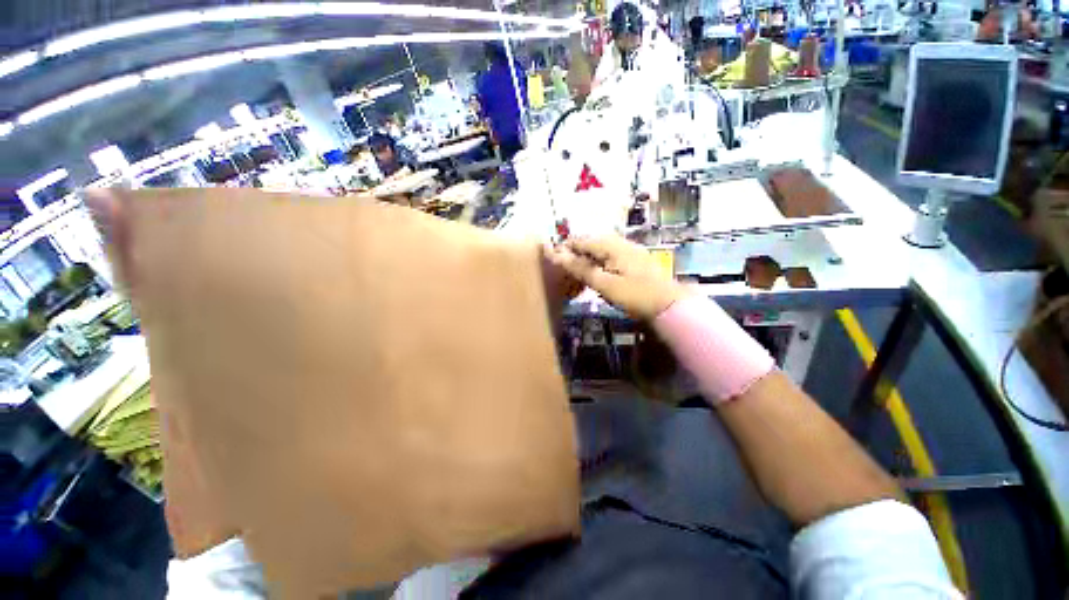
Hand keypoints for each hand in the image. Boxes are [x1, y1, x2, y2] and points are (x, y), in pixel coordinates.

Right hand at [542, 235, 688, 320]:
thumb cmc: (635, 295)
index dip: (564, 249)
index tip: (552, 262)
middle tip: (564, 272)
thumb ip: (581, 268)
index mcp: (611, 245)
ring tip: (576, 276)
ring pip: (600, 251)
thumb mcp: (605, 284)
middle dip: (575, 255)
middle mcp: (619, 242)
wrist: (670, 305)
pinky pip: (609, 257)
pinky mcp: (634, 260)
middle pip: (590, 244)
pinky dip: (598, 265)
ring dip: (586, 261)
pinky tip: (596, 276)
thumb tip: (558, 255)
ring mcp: (628, 250)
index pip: (580, 241)